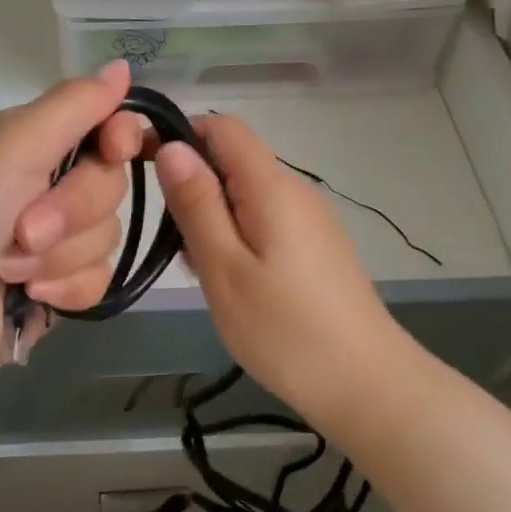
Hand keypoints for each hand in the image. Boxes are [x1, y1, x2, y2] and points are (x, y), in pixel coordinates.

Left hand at [0, 61, 143, 394]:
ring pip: (107, 236)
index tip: (113, 149)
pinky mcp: (56, 286)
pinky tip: (30, 297)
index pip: (105, 126)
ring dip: (60, 256)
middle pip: (110, 185)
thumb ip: (74, 105)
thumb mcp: (9, 146)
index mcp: (31, 141)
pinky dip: (65, 289)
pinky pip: (98, 279)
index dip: (120, 138)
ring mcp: (52, 240)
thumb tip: (122, 65)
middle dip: (72, 211)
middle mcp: (44, 185)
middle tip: (24, 228)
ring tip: (10, 268)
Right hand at [153, 115, 407, 420]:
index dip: (181, 134)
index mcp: (271, 186)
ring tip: (200, 270)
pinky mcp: (314, 247)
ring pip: (245, 194)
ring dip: (211, 217)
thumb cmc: (284, 329)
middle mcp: (294, 191)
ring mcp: (309, 220)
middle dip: (193, 187)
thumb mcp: (224, 268)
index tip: (145, 167)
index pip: (223, 127)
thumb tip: (173, 146)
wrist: (365, 385)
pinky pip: (263, 221)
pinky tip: (230, 282)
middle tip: (175, 242)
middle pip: (232, 160)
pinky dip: (235, 237)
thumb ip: (196, 204)